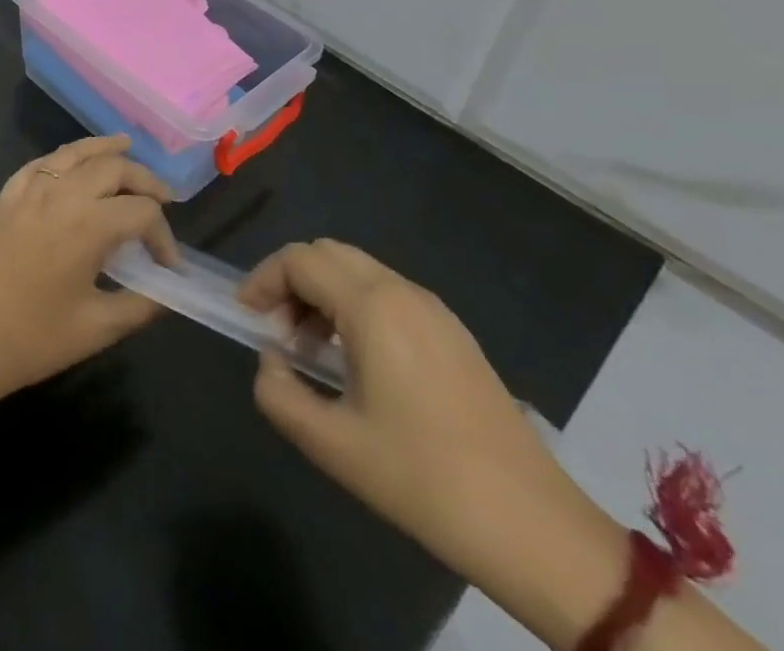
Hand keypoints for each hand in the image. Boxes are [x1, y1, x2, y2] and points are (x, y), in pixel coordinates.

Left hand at [0, 136, 180, 410]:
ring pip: (75, 153)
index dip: (164, 236)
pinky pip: (42, 162)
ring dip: (105, 150)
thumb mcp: (98, 329)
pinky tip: (74, 162)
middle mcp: (61, 194)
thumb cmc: (34, 339)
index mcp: (87, 225)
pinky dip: (66, 156)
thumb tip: (167, 292)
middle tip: (163, 199)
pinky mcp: (7, 196)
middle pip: (113, 167)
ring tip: (127, 146)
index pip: (142, 211)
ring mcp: (29, 190)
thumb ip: (141, 305)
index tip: (169, 266)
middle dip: (144, 180)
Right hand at [239, 241, 611, 587]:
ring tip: (312, 350)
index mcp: (372, 307)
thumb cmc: (424, 480)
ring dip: (323, 294)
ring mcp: (435, 311)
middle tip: (278, 331)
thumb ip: (279, 393)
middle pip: (328, 254)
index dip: (262, 280)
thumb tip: (271, 361)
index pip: (299, 260)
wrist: (535, 529)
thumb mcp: (333, 445)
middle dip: (291, 281)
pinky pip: (388, 295)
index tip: (247, 318)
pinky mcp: (455, 335)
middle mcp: (403, 292)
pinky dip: (355, 307)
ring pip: (359, 271)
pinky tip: (358, 362)